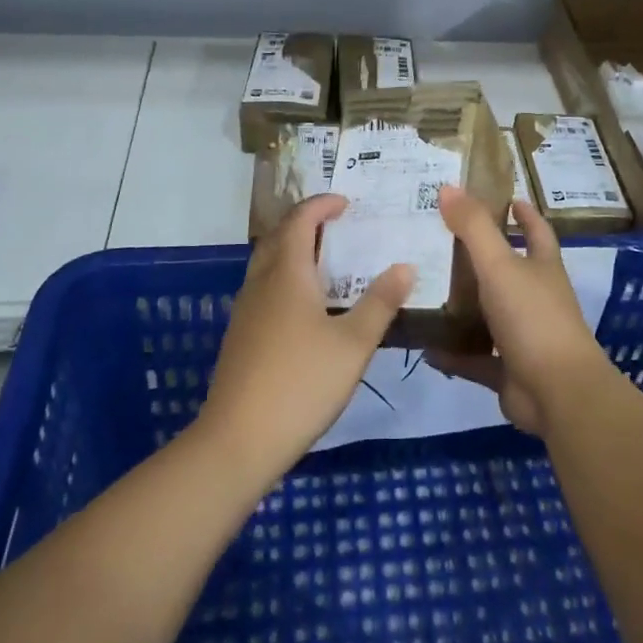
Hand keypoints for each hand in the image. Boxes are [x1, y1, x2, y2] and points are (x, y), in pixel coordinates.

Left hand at [200, 194, 412, 478]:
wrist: (238, 439)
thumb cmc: (302, 383)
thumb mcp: (353, 344)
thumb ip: (380, 303)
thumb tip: (404, 266)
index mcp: (287, 274)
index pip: (299, 220)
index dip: (321, 205)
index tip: (346, 203)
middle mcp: (261, 283)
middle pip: (278, 237)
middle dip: (306, 223)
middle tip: (338, 226)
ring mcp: (245, 311)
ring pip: (267, 263)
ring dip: (294, 251)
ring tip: (327, 262)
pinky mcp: (240, 336)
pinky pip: (264, 288)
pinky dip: (286, 278)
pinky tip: (306, 307)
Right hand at [426, 186, 608, 436]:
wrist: (557, 392)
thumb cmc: (533, 318)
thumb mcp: (499, 265)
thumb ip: (473, 227)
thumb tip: (448, 187)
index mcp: (542, 268)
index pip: (536, 231)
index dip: (525, 213)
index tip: (509, 198)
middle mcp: (536, 298)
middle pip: (509, 271)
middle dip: (481, 257)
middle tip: (441, 241)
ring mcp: (523, 336)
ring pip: (489, 315)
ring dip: (463, 306)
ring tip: (425, 290)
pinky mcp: (508, 370)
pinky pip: (475, 358)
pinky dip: (453, 353)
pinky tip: (424, 346)